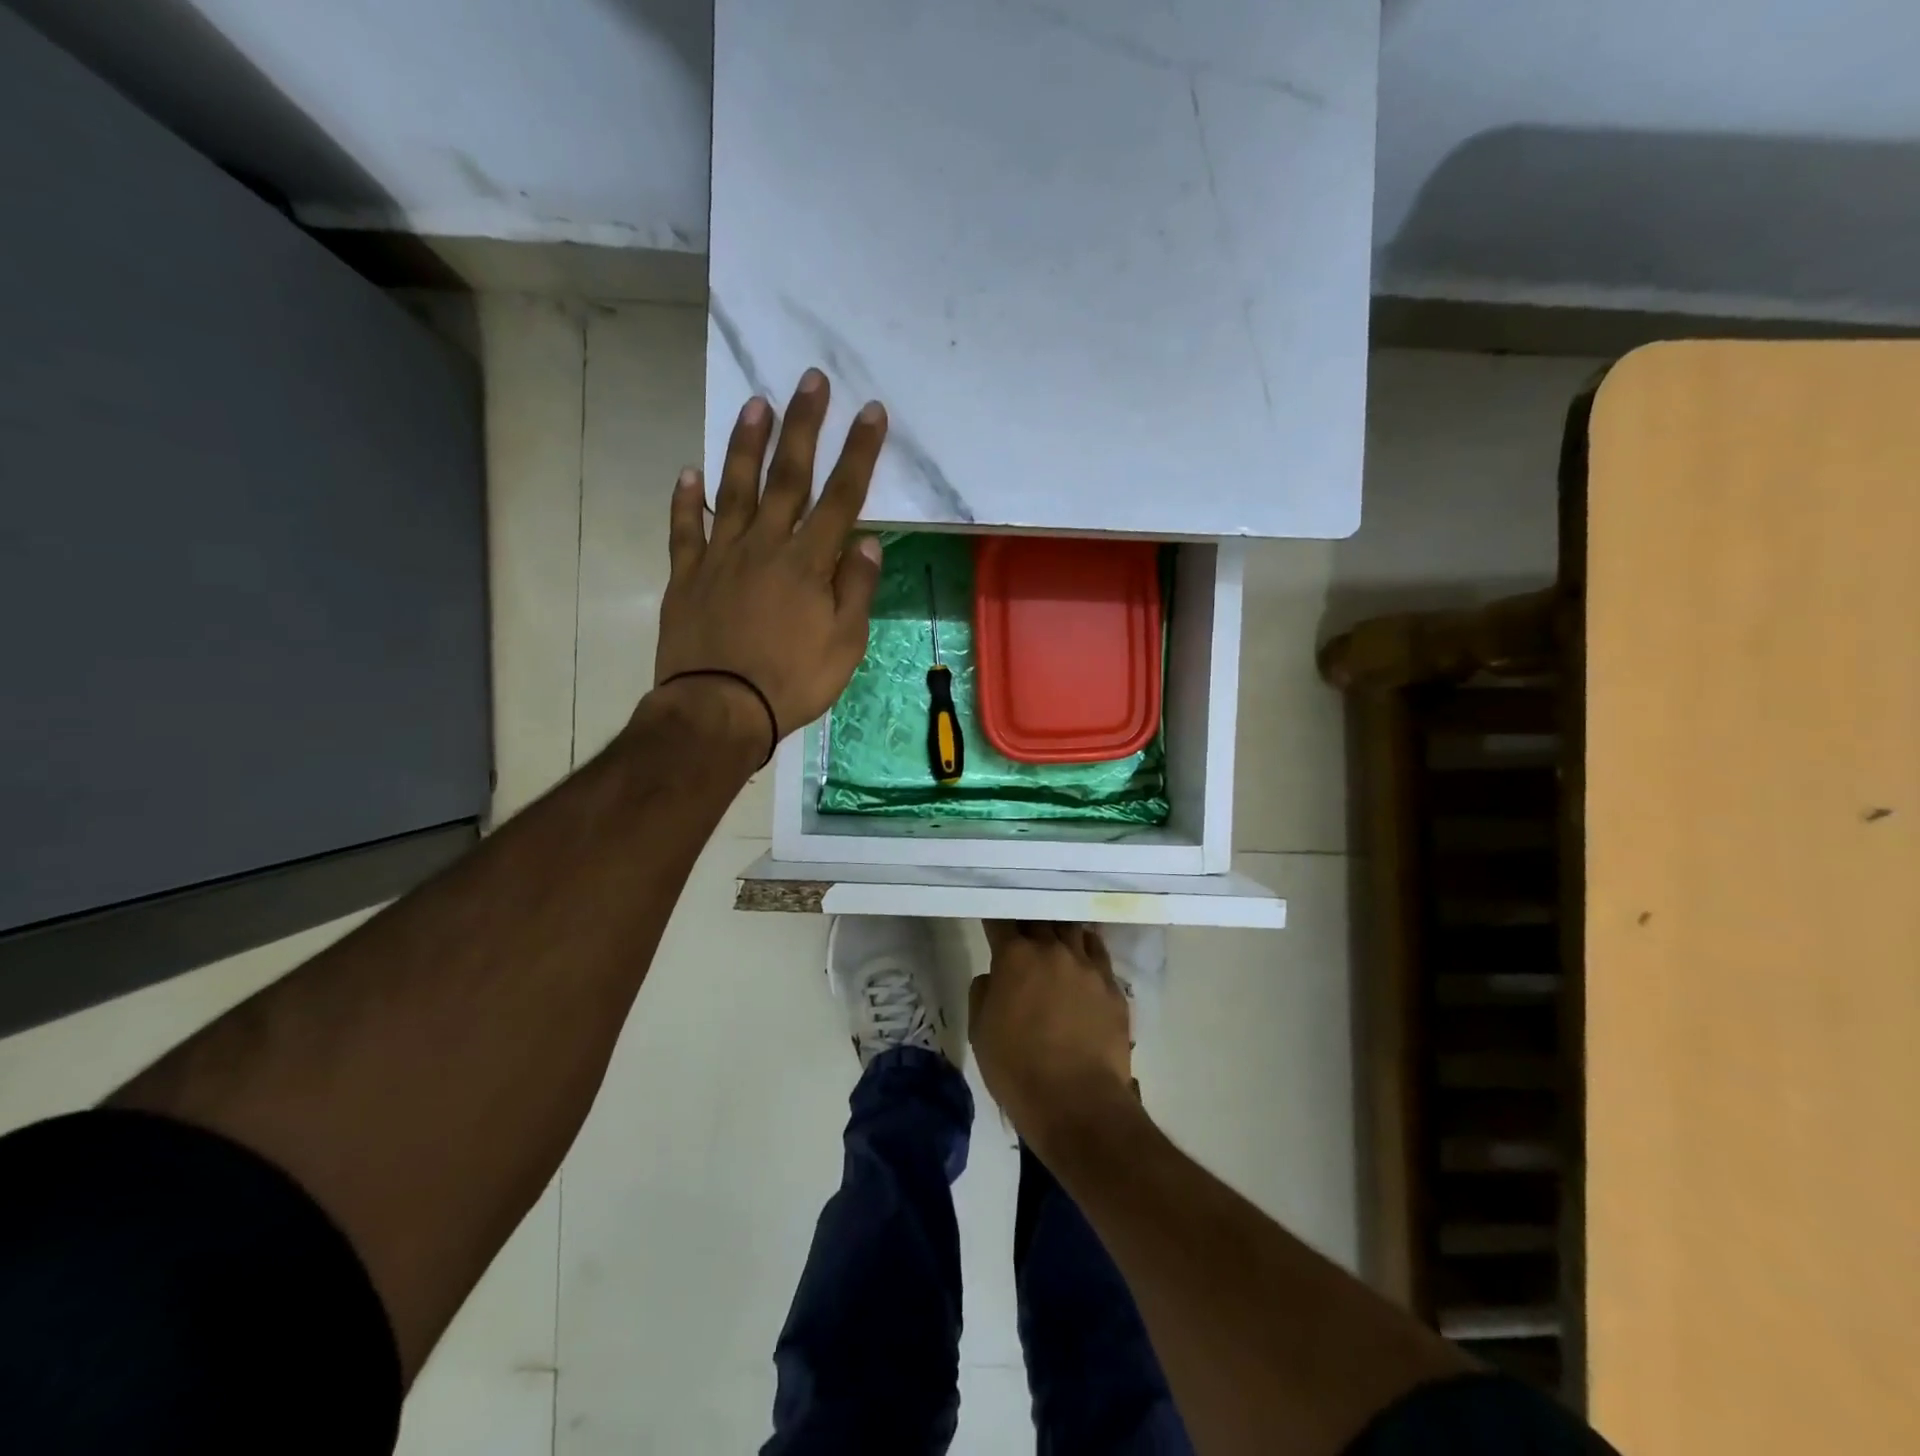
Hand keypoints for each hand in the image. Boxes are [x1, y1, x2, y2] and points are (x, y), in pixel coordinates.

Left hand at [653, 369, 886, 740]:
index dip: (859, 453)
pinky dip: (686, 500)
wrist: (719, 709)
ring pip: (735, 489)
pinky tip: (689, 473)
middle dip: (804, 426)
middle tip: (811, 380)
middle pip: (787, 477)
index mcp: (808, 563)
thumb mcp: (844, 645)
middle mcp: (765, 546)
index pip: (841, 497)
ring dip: (746, 444)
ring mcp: (721, 557)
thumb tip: (867, 543)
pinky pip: (685, 530)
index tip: (871, 412)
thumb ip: (856, 590)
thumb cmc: (792, 682)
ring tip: (756, 403)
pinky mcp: (687, 576)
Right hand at [970, 922, 1134, 1154]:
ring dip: (1060, 930)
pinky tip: (1084, 952)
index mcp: (1015, 957)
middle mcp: (1052, 950)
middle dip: (1028, 922)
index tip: (992, 921)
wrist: (1077, 1101)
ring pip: (1072, 930)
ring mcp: (1087, 966)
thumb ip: (983, 993)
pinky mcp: (1112, 986)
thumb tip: (994, 977)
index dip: (995, 919)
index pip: (1001, 922)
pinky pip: (1098, 953)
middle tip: (1023, 930)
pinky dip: (1087, 948)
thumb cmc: (1017, 1068)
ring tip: (1055, 934)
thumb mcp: (980, 1032)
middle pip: (1039, 920)